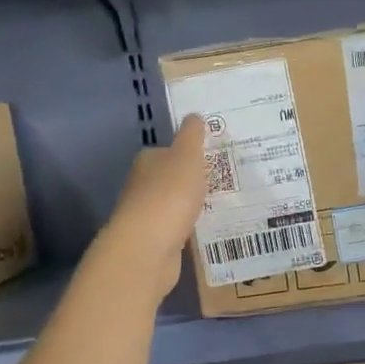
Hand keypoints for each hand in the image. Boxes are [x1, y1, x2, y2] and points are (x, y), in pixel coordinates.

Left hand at [98, 116, 208, 295]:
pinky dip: (189, 227)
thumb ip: (192, 136)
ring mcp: (147, 215)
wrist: (149, 247)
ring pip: (174, 205)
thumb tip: (194, 116)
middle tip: (222, 181)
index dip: (188, 154)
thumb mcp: (187, 156)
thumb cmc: (169, 195)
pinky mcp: (155, 241)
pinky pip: (177, 228)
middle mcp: (142, 186)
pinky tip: (205, 229)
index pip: (168, 152)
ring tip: (220, 205)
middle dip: (191, 180)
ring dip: (191, 205)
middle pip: (170, 178)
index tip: (211, 159)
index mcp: (147, 161)